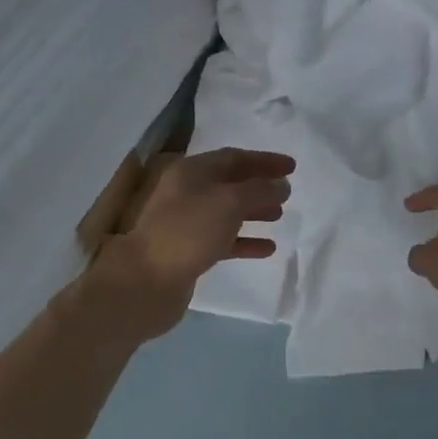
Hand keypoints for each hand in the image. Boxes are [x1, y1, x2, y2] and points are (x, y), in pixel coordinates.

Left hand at [91, 148, 295, 340]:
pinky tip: (267, 249)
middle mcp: (186, 192)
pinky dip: (244, 242)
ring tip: (279, 217)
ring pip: (226, 212)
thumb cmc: (188, 232)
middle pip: (229, 183)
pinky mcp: (188, 252)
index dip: (264, 160)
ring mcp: (185, 223)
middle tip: (287, 192)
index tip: (292, 167)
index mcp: (191, 171)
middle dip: (259, 186)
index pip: (234, 157)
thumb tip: (281, 185)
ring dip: (253, 212)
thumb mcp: (229, 202)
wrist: (145, 281)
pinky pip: (222, 240)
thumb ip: (260, 190)